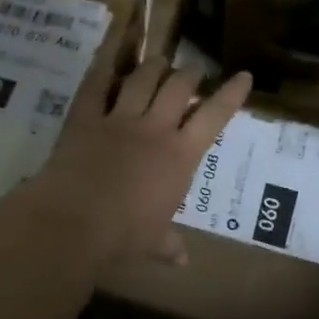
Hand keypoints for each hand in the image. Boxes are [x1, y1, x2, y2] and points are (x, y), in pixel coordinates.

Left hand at [28, 48, 252, 266]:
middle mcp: (155, 129)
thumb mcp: (152, 241)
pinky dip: (101, 68)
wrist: (75, 221)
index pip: (214, 117)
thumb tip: (183, 260)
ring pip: (142, 79)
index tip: (243, 76)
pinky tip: (107, 58)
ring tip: (159, 61)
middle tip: (193, 71)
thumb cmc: (124, 235)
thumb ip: (169, 245)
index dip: (231, 94)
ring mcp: (119, 119)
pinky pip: (95, 85)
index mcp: (180, 156)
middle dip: (189, 74)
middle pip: (178, 88)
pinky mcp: (85, 117)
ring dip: (153, 67)